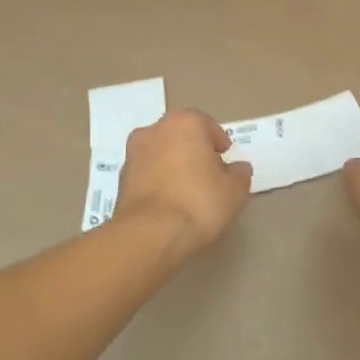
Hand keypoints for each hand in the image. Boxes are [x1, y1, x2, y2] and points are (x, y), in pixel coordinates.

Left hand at [116, 109, 251, 255]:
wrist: (149, 236)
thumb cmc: (199, 202)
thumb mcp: (234, 191)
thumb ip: (239, 174)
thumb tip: (237, 169)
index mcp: (185, 123)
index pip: (206, 125)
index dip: (218, 142)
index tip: (225, 160)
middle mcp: (155, 130)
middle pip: (180, 136)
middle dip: (193, 150)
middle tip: (208, 174)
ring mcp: (133, 155)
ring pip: (160, 154)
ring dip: (172, 166)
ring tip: (187, 193)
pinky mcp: (120, 181)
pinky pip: (146, 175)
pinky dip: (157, 183)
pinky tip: (169, 205)